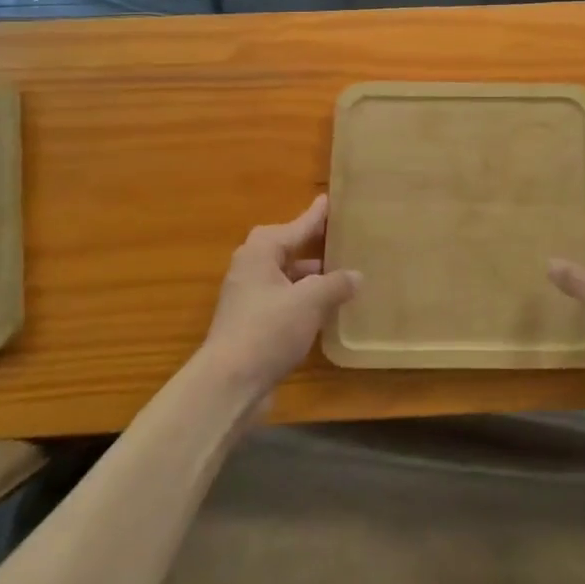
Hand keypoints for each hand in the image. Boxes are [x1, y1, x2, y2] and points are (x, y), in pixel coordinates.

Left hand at [201, 196, 359, 404]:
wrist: (228, 384)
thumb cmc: (268, 330)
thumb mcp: (310, 301)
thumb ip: (335, 284)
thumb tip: (356, 275)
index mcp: (262, 251)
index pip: (297, 225)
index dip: (317, 215)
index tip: (331, 199)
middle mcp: (251, 267)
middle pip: (289, 249)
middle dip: (316, 246)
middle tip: (343, 237)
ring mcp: (249, 297)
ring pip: (288, 277)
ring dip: (312, 278)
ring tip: (344, 275)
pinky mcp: (251, 324)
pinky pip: (284, 301)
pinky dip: (304, 300)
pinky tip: (326, 309)